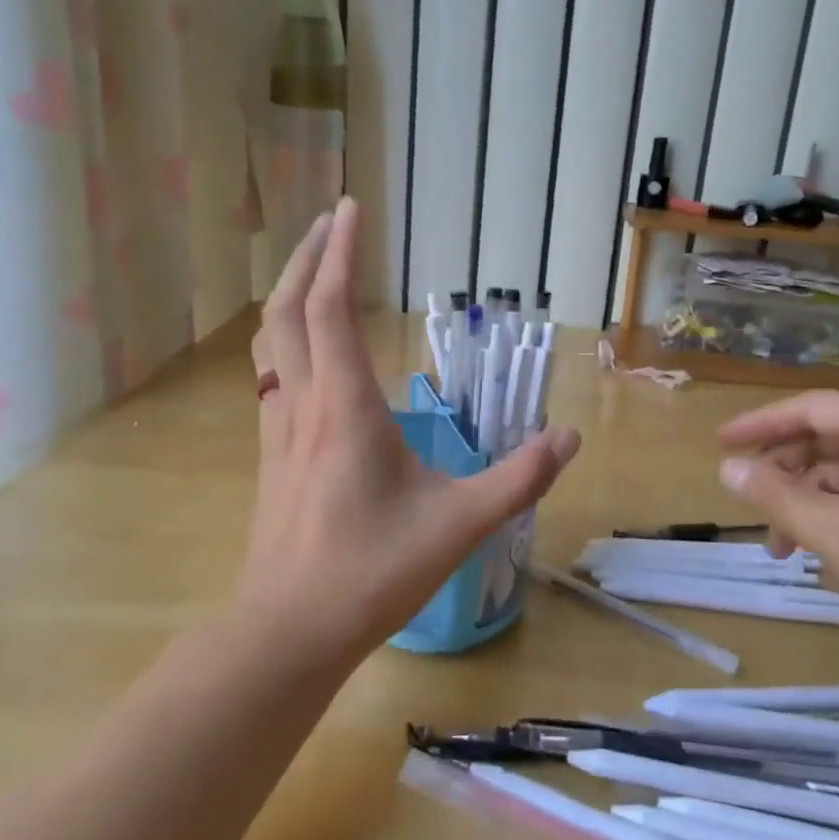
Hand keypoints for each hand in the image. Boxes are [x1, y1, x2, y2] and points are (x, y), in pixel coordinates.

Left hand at [238, 198, 580, 662]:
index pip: (330, 307)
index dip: (339, 253)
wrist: (288, 632)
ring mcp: (278, 433)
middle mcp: (303, 406)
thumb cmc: (371, 573)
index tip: (351, 208)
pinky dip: (285, 343)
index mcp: (345, 407)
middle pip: (285, 311)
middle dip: (305, 258)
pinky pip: (272, 380)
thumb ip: (520, 479)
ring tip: (313, 274)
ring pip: (269, 344)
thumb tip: (569, 438)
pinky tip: (306, 357)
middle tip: (330, 224)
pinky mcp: (272, 459)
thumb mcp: (460, 525)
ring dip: (287, 297)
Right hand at [715, 392, 838, 665]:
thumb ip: (775, 496)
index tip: (719, 444)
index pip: (809, 408)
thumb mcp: (835, 533)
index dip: (758, 425)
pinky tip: (820, 550)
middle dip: (783, 472)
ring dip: (807, 500)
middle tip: (748, 503)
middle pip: (826, 437)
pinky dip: (837, 513)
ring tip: (782, 546)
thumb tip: (726, 468)